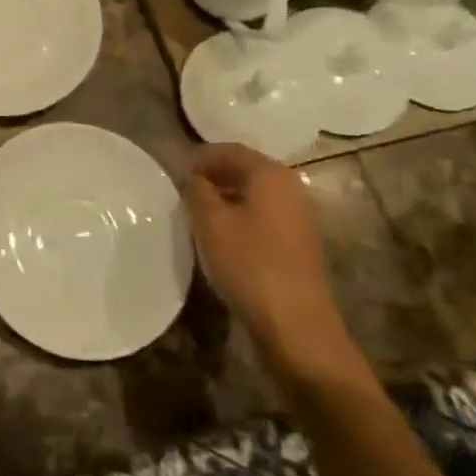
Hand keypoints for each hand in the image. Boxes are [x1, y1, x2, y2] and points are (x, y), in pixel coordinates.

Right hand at [186, 145, 359, 385]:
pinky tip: (221, 236)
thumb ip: (197, 190)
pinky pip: (263, 216)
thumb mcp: (210, 222)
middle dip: (213, 176)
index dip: (200, 157)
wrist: (295, 325)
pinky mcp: (299, 243)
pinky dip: (241, 217)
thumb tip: (195, 178)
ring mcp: (299, 217)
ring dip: (226, 198)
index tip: (176, 173)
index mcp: (270, 174)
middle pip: (245, 170)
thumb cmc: (248, 263)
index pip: (230, 150)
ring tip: (198, 214)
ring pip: (254, 194)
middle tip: (184, 192)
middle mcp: (290, 188)